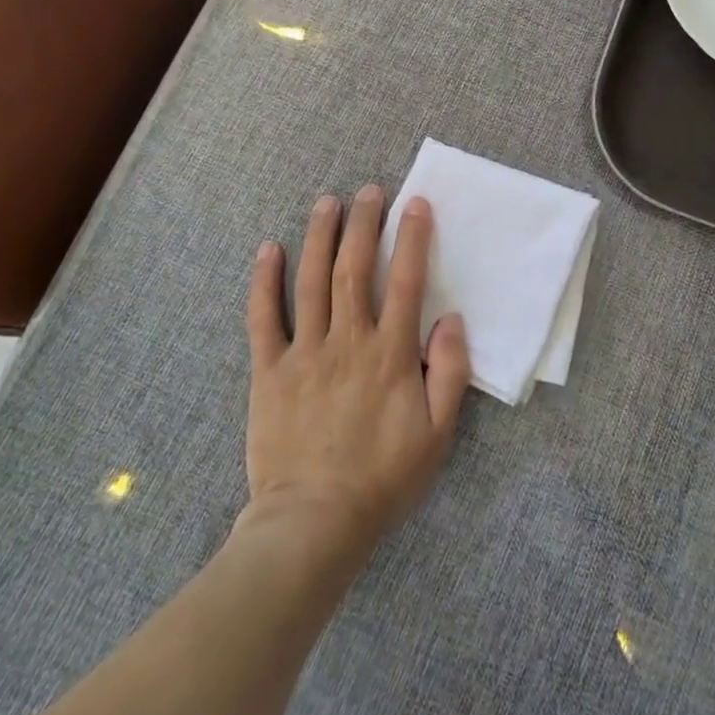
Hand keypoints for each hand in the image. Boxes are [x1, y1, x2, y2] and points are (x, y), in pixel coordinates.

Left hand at [242, 187, 470, 555]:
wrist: (314, 523)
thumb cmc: (383, 478)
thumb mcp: (438, 434)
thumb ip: (450, 372)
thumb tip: (450, 318)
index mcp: (390, 354)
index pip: (405, 281)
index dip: (412, 238)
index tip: (415, 203)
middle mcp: (348, 341)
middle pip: (355, 268)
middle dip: (363, 223)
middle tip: (368, 191)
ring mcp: (304, 353)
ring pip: (311, 281)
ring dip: (319, 236)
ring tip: (326, 202)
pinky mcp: (269, 371)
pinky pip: (263, 318)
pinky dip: (264, 281)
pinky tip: (268, 250)